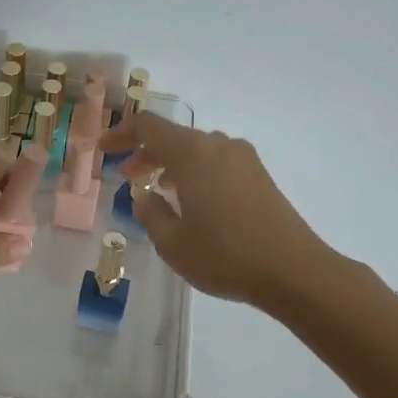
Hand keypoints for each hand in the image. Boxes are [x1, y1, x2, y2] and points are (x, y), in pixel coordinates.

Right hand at [99, 112, 333, 310]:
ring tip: (157, 189)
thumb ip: (150, 214)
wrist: (295, 271)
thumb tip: (145, 196)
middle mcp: (218, 145)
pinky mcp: (259, 175)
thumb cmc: (225, 255)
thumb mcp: (172, 243)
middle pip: (173, 136)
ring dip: (171, 163)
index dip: (121, 133)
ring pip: (196, 149)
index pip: (148, 127)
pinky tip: (191, 200)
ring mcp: (243, 158)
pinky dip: (194, 171)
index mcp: (192, 153)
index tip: (103, 149)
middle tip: (127, 175)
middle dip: (145, 152)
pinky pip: (216, 161)